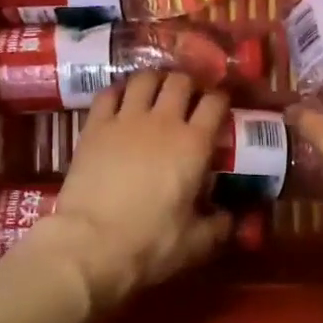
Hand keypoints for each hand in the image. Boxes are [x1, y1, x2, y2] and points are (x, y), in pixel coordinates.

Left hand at [28, 71, 233, 310]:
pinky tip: (121, 100)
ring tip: (155, 91)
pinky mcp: (95, 125)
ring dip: (154, 81)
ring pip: (144, 79)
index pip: (215, 103)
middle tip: (188, 98)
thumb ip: (218, 226)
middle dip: (188, 84)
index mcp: (194, 144)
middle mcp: (163, 121)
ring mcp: (125, 119)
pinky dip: (118, 91)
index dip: (220, 99)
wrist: (90, 244)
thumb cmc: (149, 243)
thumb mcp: (195, 243)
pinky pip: (109, 93)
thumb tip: (231, 219)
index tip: (220, 107)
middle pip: (180, 81)